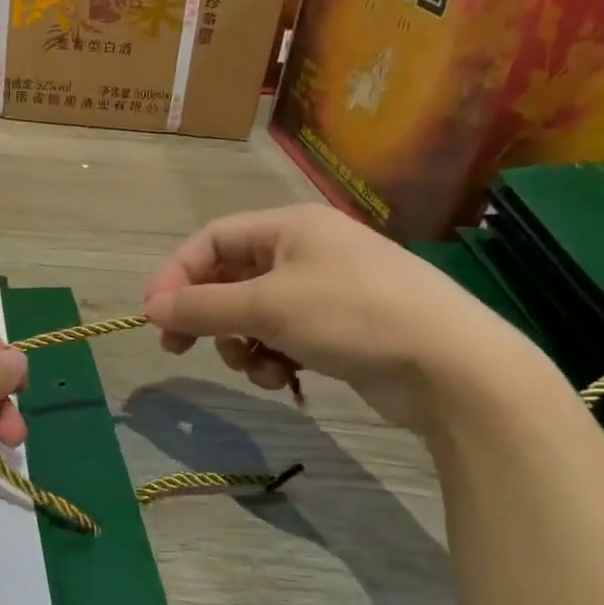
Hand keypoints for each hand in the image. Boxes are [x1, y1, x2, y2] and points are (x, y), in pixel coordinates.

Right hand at [142, 204, 525, 430]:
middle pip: (231, 277)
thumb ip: (202, 307)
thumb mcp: (267, 307)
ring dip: (241, 342)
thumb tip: (150, 307)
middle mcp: (305, 250)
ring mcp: (325, 290)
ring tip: (254, 366)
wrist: (454, 368)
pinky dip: (273, 356)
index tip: (153, 314)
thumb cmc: (352, 315)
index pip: (212, 240)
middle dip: (208, 315)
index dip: (177, 274)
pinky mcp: (340, 328)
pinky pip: (284, 336)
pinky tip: (282, 378)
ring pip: (254, 312)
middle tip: (179, 347)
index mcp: (289, 226)